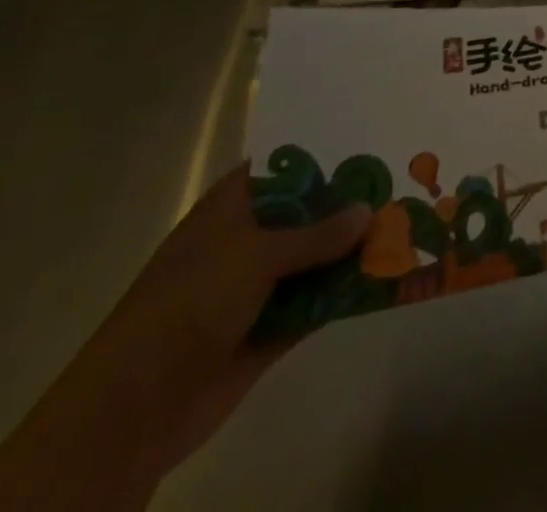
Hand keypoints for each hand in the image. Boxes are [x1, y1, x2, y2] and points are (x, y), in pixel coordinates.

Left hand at [0, 164, 369, 511]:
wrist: (137, 409)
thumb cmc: (190, 304)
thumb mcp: (255, 255)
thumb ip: (316, 234)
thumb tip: (367, 210)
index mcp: (232, 209)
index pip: (283, 166)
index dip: (323, 152)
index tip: (370, 136)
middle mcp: (247, 241)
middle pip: (308, 212)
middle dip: (350, 202)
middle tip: (405, 176)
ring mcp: (259, 286)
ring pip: (317, 257)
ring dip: (355, 248)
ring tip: (410, 222)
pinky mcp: (272, 327)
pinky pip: (319, 300)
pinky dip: (348, 291)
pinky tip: (391, 273)